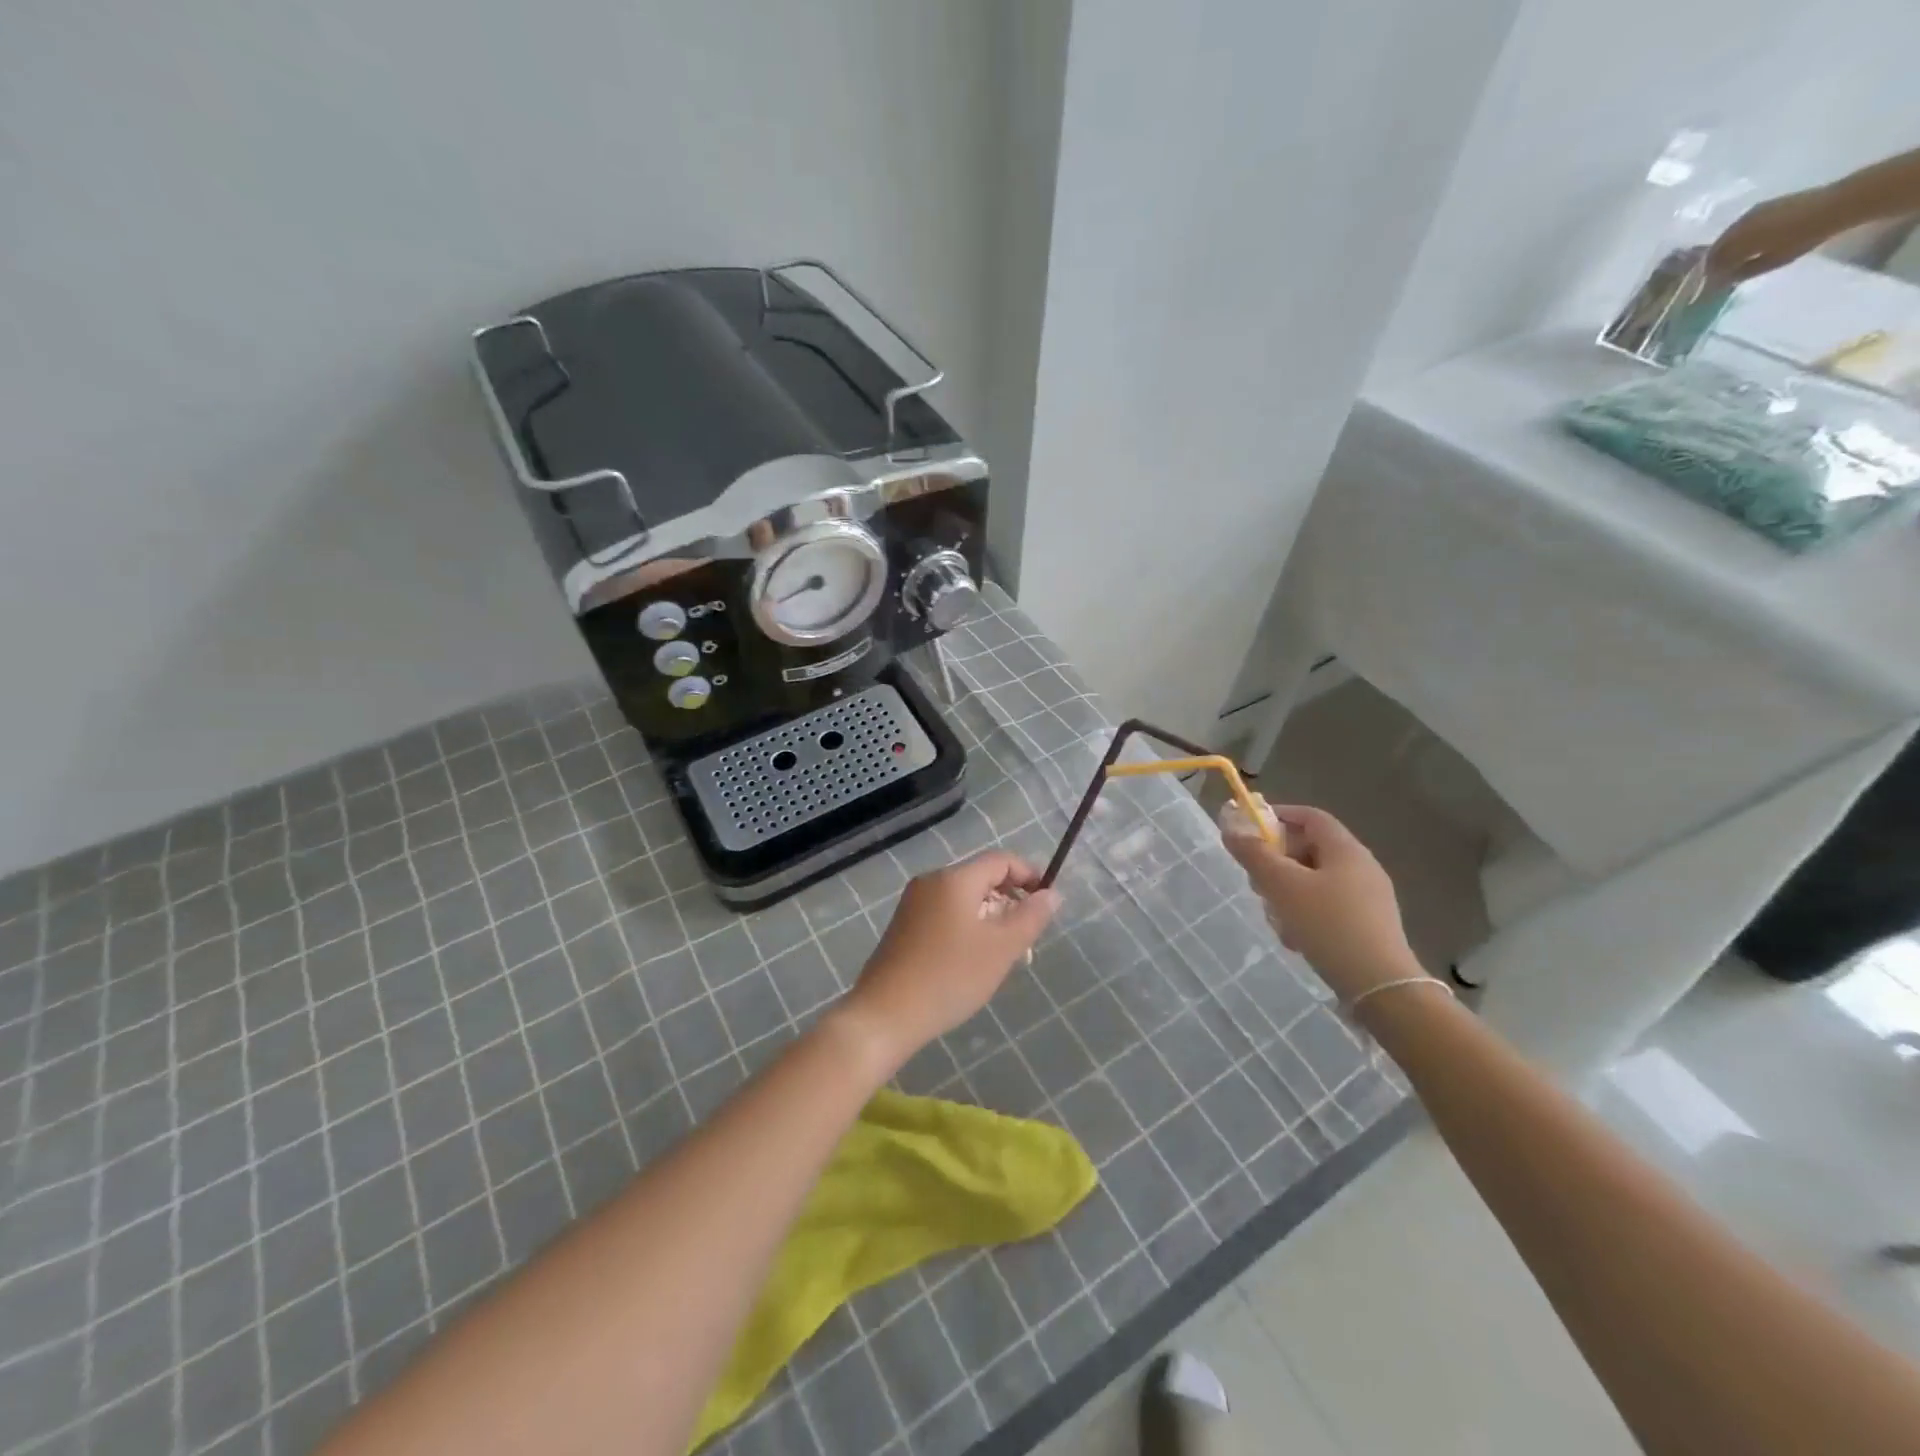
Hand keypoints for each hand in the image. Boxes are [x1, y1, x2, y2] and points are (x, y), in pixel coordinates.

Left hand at [842, 852, 1059, 1068]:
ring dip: (991, 918)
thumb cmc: (949, 977)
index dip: (1029, 875)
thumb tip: (1052, 894)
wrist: (885, 1015)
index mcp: (954, 879)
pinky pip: (946, 915)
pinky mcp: (904, 927)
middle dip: (1011, 902)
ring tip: (1005, 955)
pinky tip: (974, 961)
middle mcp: (931, 882)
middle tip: (1028, 938)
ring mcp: (914, 904)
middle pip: (982, 878)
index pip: (1000, 860)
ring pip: (964, 900)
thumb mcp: (1001, 948)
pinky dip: (968, 928)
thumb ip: (1031, 917)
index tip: (1048, 903)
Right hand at [1220, 803, 1424, 1002]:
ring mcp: (1368, 897)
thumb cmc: (1328, 924)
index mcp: (1345, 849)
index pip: (1310, 816)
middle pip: (1310, 849)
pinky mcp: (1368, 924)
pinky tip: (1295, 938)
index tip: (1249, 830)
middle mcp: (1361, 867)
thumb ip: (1254, 854)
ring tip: (1274, 917)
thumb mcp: (1282, 886)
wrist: (1380, 985)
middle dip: (1277, 861)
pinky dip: (1305, 913)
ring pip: (1315, 881)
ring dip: (1287, 892)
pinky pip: (1327, 906)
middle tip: (1255, 880)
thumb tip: (1231, 829)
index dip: (1278, 816)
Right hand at [1705, 187, 1848, 283]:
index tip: (1711, 287)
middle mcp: (1738, 226)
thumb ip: (1745, 271)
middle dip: (1714, 262)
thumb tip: (1726, 279)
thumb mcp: (1773, 261)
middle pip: (1717, 249)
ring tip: (1731, 260)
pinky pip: (1740, 226)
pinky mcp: (1764, 206)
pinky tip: (1744, 244)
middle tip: (1717, 275)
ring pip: (1727, 237)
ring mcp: (1751, 214)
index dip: (1710, 276)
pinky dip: (1737, 238)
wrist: (1838, 204)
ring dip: (1725, 249)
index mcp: (1737, 242)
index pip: (1713, 264)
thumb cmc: (1804, 237)